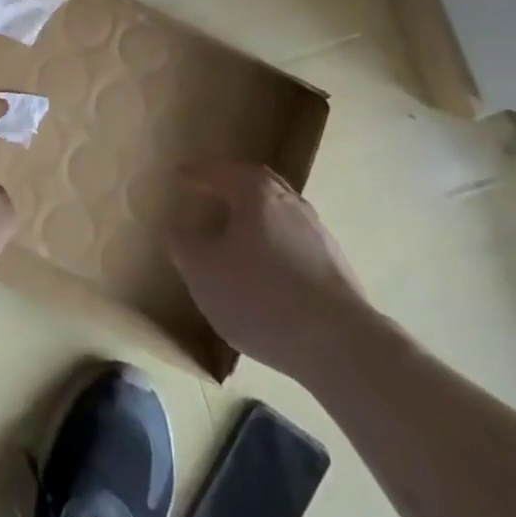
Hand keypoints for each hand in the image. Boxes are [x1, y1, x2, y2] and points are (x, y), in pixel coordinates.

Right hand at [166, 162, 369, 376]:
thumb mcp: (204, 273)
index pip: (218, 173)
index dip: (196, 175)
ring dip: (257, 215)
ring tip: (239, 231)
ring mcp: (317, 230)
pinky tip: (269, 268)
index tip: (179, 175)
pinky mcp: (335, 263)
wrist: (339, 344)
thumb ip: (184, 246)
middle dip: (231, 184)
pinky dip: (276, 242)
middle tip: (212, 190)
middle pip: (255, 182)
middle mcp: (288, 200)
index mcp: (254, 192)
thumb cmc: (261, 296)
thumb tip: (176, 228)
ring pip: (278, 210)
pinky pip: (295, 240)